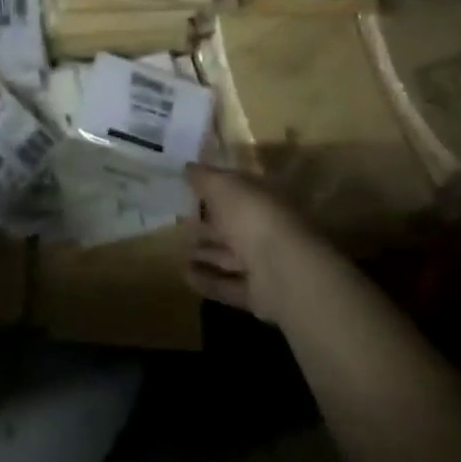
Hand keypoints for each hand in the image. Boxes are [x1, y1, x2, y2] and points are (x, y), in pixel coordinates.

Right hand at [186, 164, 333, 323]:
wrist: (283, 271)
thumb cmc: (253, 217)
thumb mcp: (223, 186)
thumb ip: (204, 177)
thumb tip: (187, 166)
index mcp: (265, 198)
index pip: (238, 189)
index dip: (214, 188)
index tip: (189, 189)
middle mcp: (268, 229)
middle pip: (234, 225)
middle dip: (208, 225)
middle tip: (180, 223)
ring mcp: (266, 263)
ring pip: (231, 257)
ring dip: (206, 254)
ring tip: (177, 251)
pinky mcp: (259, 295)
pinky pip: (228, 286)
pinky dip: (208, 281)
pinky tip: (185, 275)